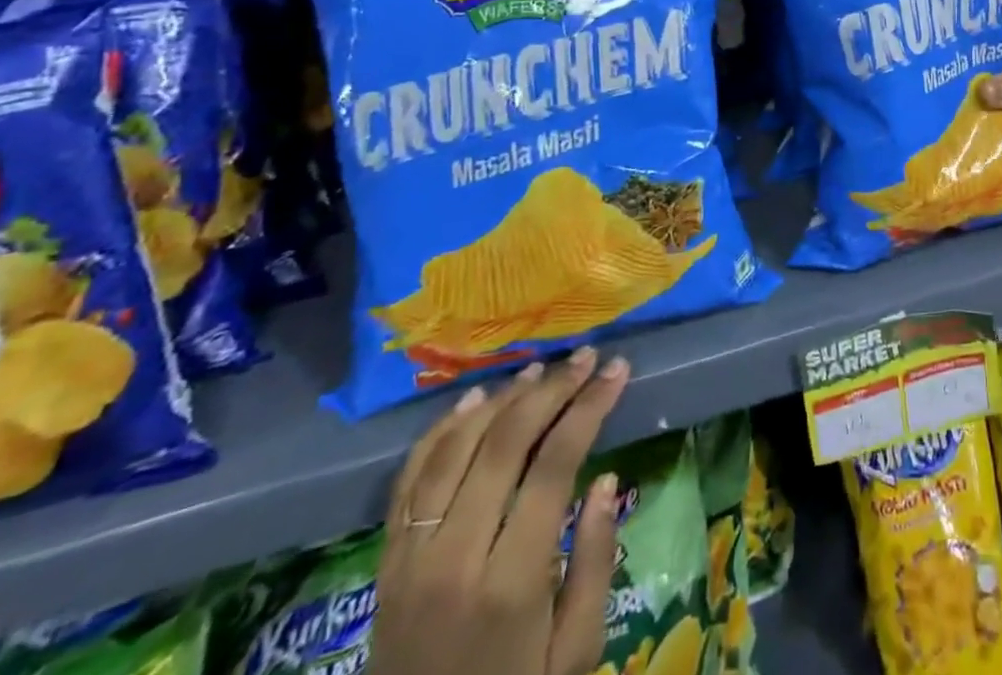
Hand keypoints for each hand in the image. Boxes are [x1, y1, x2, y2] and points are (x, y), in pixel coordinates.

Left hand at [371, 348, 630, 674]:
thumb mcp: (576, 653)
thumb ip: (594, 563)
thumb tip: (605, 479)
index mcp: (510, 583)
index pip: (554, 465)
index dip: (589, 407)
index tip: (616, 370)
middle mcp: (453, 560)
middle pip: (503, 444)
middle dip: (551, 389)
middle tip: (585, 357)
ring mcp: (410, 560)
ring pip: (455, 449)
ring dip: (501, 399)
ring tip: (539, 368)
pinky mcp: (385, 565)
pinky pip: (410, 479)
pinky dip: (442, 430)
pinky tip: (475, 400)